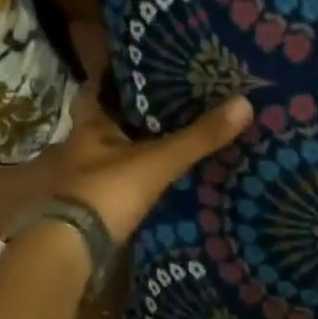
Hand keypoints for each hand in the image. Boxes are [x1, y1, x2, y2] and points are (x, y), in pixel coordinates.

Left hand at [50, 70, 252, 244]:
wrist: (72, 251)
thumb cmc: (107, 192)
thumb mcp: (159, 161)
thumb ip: (199, 137)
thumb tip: (245, 103)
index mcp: (90, 126)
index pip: (98, 89)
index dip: (115, 77)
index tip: (141, 67)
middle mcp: (81, 147)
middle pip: (106, 121)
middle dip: (131, 113)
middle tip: (167, 101)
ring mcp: (83, 178)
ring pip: (112, 152)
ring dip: (133, 145)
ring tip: (169, 135)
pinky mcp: (91, 207)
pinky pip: (117, 181)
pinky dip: (135, 176)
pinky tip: (157, 175)